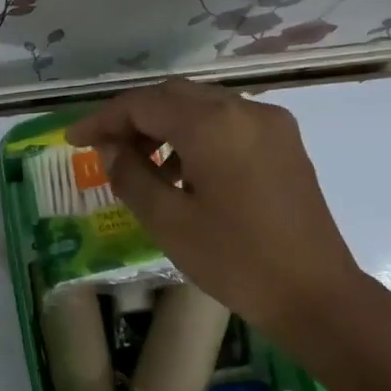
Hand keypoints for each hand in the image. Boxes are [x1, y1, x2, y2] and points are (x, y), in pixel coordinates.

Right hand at [66, 80, 373, 337]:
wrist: (316, 294)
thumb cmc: (235, 260)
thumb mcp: (168, 221)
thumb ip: (131, 175)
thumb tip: (110, 148)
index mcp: (212, 125)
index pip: (143, 104)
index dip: (103, 119)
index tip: (74, 140)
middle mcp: (244, 110)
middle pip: (173, 96)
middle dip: (134, 118)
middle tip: (105, 150)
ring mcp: (271, 124)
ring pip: (202, 106)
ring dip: (165, 125)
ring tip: (143, 165)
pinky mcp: (285, 144)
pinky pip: (228, 123)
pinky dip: (196, 135)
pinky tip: (185, 173)